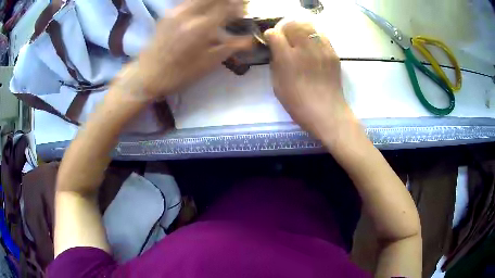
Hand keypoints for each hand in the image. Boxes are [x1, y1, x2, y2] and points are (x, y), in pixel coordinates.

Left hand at [137, 0, 251, 99]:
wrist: (148, 75)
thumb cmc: (180, 73)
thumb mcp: (208, 63)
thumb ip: (231, 47)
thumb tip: (251, 40)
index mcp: (202, 27)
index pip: (227, 7)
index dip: (239, 5)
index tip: (246, 7)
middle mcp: (190, 14)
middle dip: (228, 0)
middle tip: (236, 4)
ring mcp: (177, 12)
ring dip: (215, 1)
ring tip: (222, 6)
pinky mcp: (168, 14)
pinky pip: (189, 2)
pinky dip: (201, 2)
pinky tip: (204, 9)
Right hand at [265, 21, 357, 142]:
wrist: (327, 112)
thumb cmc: (298, 103)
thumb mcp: (277, 84)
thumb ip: (275, 62)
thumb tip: (276, 49)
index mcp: (287, 59)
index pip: (275, 34)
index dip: (270, 35)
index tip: (271, 41)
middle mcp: (305, 49)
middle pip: (292, 25)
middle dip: (285, 28)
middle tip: (285, 38)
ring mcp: (321, 50)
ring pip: (308, 26)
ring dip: (300, 29)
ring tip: (299, 39)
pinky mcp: (332, 53)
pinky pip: (321, 35)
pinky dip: (313, 36)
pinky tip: (312, 46)